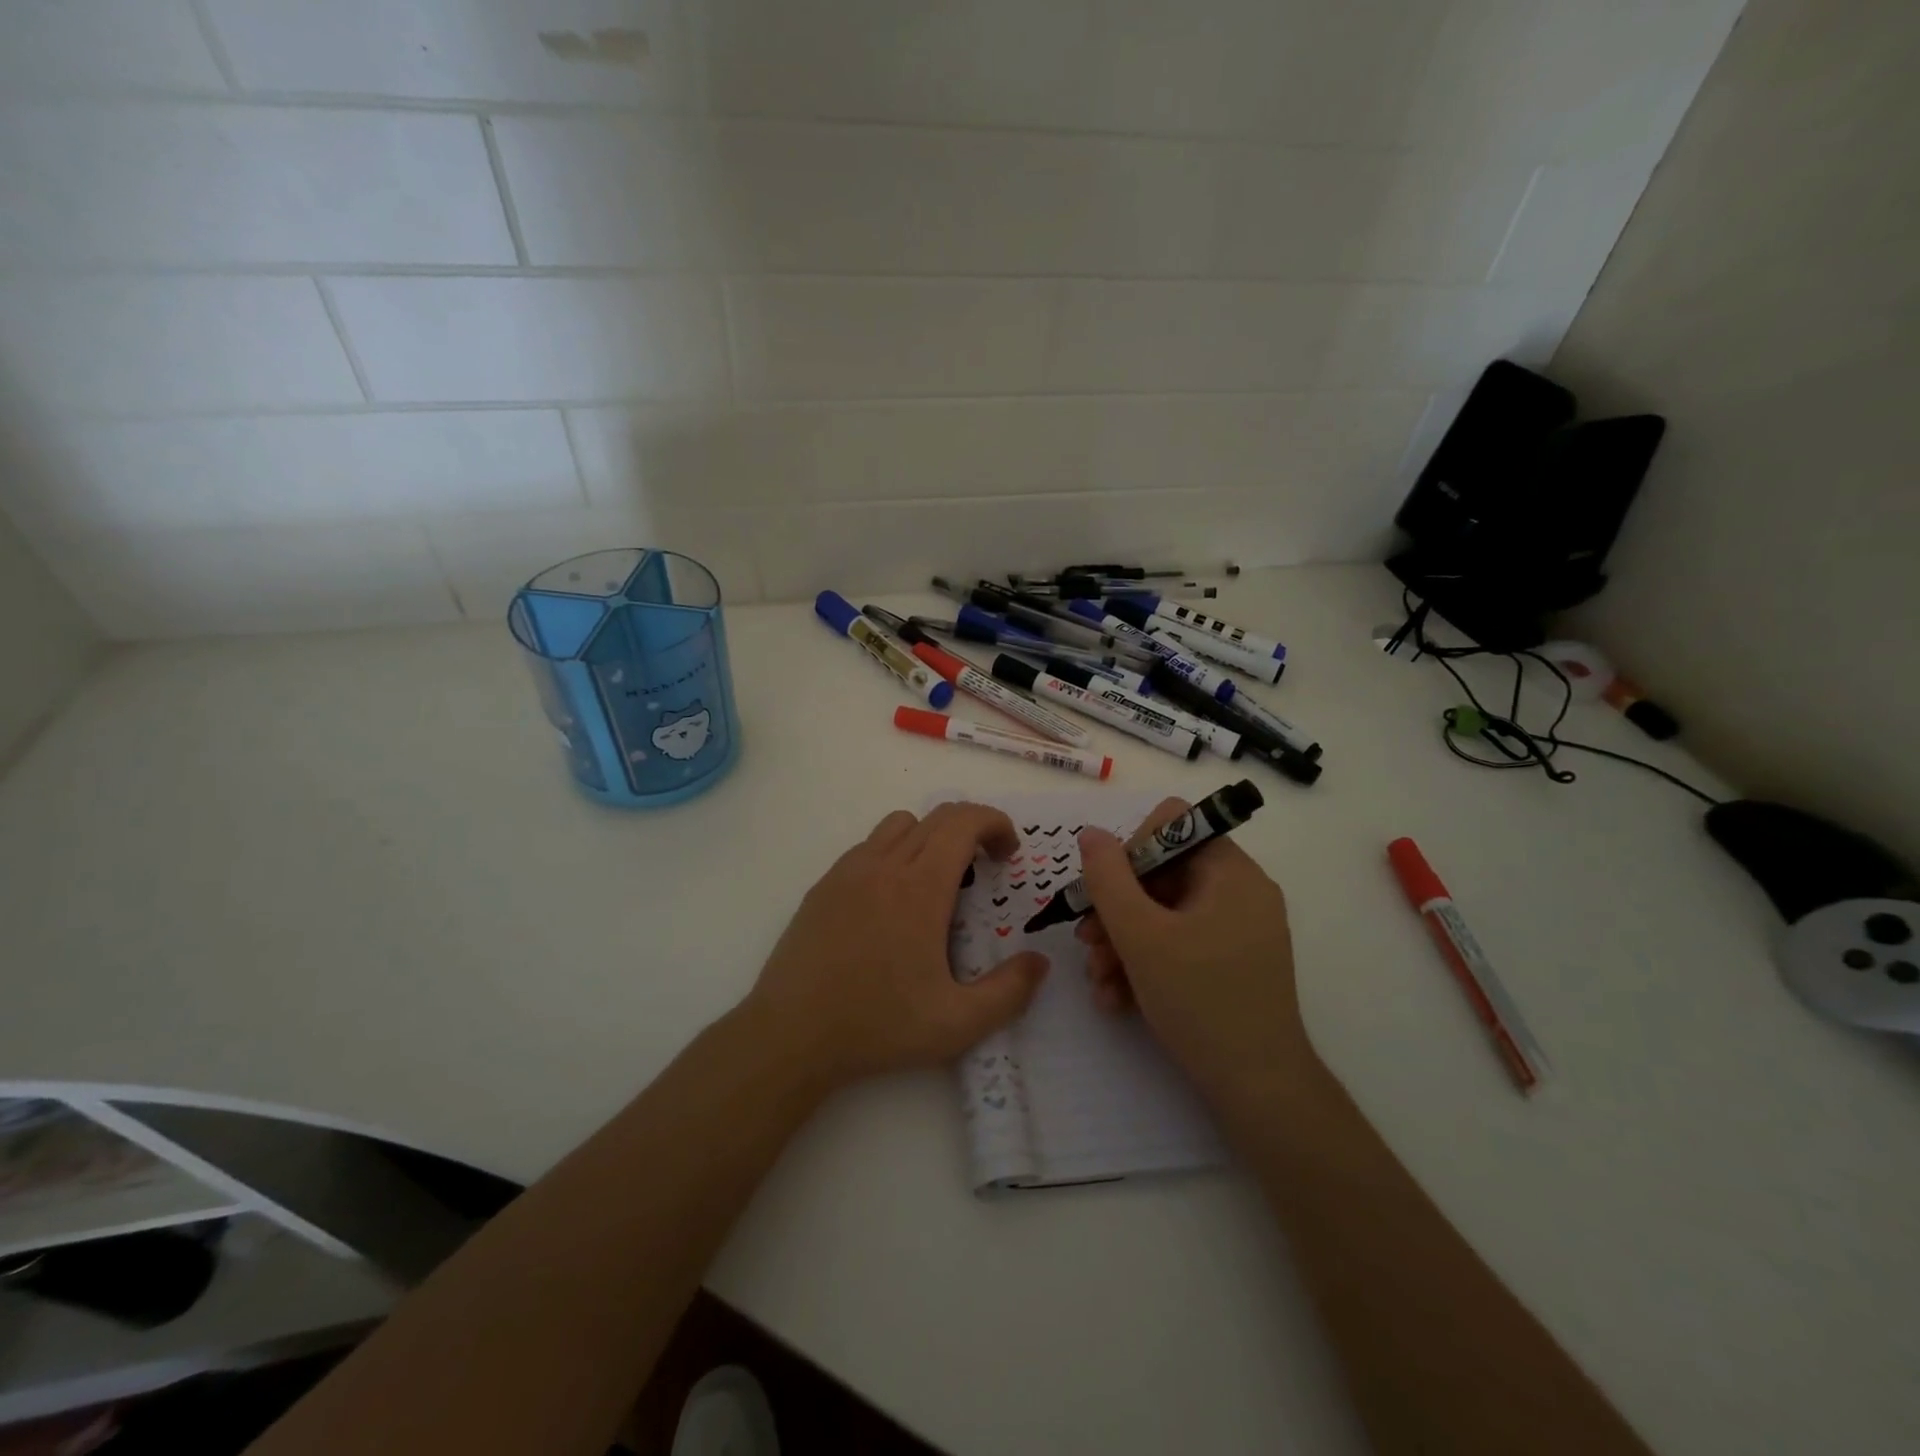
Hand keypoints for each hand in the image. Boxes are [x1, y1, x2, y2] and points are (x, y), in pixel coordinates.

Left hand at [740, 802, 1049, 1091]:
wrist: (791, 1034)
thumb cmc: (877, 1026)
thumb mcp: (957, 1023)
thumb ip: (1008, 992)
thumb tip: (1039, 963)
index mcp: (920, 888)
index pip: (963, 822)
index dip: (995, 823)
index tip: (1009, 853)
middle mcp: (884, 866)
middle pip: (936, 817)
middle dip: (972, 829)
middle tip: (987, 868)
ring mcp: (848, 871)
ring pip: (899, 825)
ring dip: (930, 837)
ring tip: (938, 882)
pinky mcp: (823, 886)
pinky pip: (867, 847)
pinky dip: (893, 854)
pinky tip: (891, 902)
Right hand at [1075, 798, 1310, 1107]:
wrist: (1258, 1091)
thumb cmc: (1201, 1001)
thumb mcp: (1141, 935)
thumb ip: (1108, 878)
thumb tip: (1090, 833)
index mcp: (1230, 872)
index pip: (1172, 825)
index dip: (1132, 850)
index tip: (1108, 892)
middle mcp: (1239, 892)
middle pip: (1162, 873)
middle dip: (1116, 909)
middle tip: (1087, 943)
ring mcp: (1238, 930)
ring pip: (1164, 913)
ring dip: (1122, 942)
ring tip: (1098, 980)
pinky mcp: (1231, 963)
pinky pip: (1180, 944)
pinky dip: (1146, 963)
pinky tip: (1117, 999)